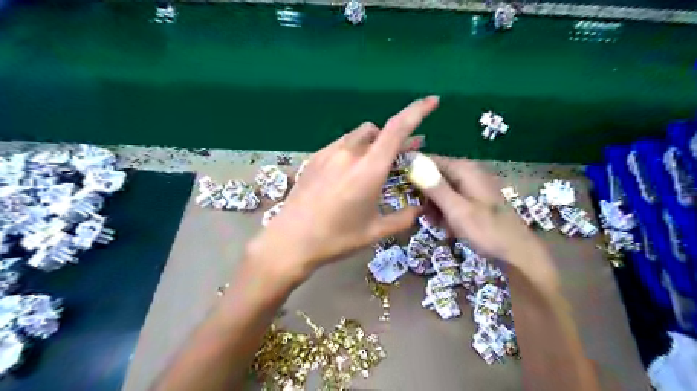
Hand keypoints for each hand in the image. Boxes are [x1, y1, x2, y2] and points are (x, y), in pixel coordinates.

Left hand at [247, 97, 437, 281]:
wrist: (291, 241)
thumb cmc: (336, 238)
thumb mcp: (375, 232)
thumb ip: (403, 218)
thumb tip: (419, 208)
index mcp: (369, 169)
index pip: (397, 129)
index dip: (417, 111)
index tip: (432, 101)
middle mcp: (349, 153)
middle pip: (378, 131)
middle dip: (396, 138)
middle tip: (407, 153)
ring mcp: (328, 153)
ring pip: (359, 136)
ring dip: (374, 143)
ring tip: (377, 164)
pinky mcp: (314, 158)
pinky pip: (341, 145)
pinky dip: (354, 150)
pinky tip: (350, 171)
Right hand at [416, 156, 540, 262]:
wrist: (517, 254)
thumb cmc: (487, 231)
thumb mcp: (457, 210)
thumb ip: (434, 187)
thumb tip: (411, 163)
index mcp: (464, 169)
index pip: (429, 160)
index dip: (412, 171)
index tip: (398, 187)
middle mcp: (467, 173)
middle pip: (434, 176)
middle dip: (424, 194)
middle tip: (421, 214)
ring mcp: (470, 187)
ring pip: (440, 190)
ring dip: (433, 206)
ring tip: (436, 223)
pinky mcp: (472, 200)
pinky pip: (450, 201)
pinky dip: (444, 212)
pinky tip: (446, 226)